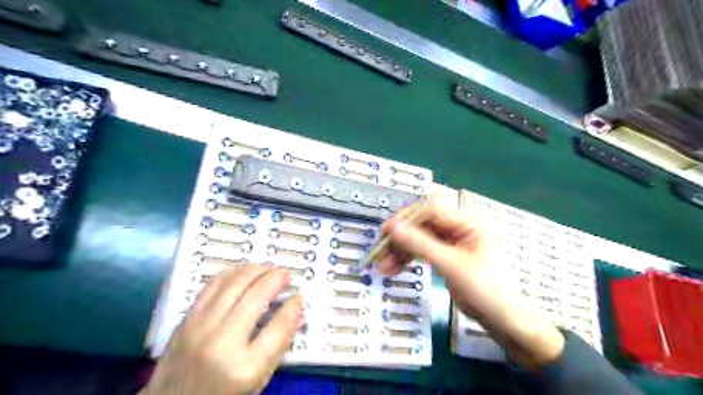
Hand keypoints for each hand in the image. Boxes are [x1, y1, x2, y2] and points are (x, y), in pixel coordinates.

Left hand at [141, 263, 304, 394]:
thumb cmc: (222, 393)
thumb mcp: (257, 379)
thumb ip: (280, 345)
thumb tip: (298, 313)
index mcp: (244, 367)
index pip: (278, 326)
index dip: (292, 307)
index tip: (298, 296)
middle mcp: (222, 343)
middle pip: (256, 296)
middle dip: (276, 279)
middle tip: (285, 275)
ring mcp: (200, 327)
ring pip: (234, 283)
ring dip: (256, 270)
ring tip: (267, 270)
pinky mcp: (187, 318)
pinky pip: (213, 284)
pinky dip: (233, 272)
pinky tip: (244, 272)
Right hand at [379, 206, 564, 368]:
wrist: (502, 319)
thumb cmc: (485, 289)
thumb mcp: (451, 265)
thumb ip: (421, 244)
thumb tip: (394, 227)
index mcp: (469, 221)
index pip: (431, 211)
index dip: (407, 219)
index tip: (386, 232)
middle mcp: (460, 227)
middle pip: (422, 225)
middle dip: (401, 239)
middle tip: (381, 252)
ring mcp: (453, 241)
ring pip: (420, 239)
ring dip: (401, 251)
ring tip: (385, 267)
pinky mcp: (447, 254)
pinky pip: (423, 250)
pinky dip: (409, 258)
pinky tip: (395, 268)